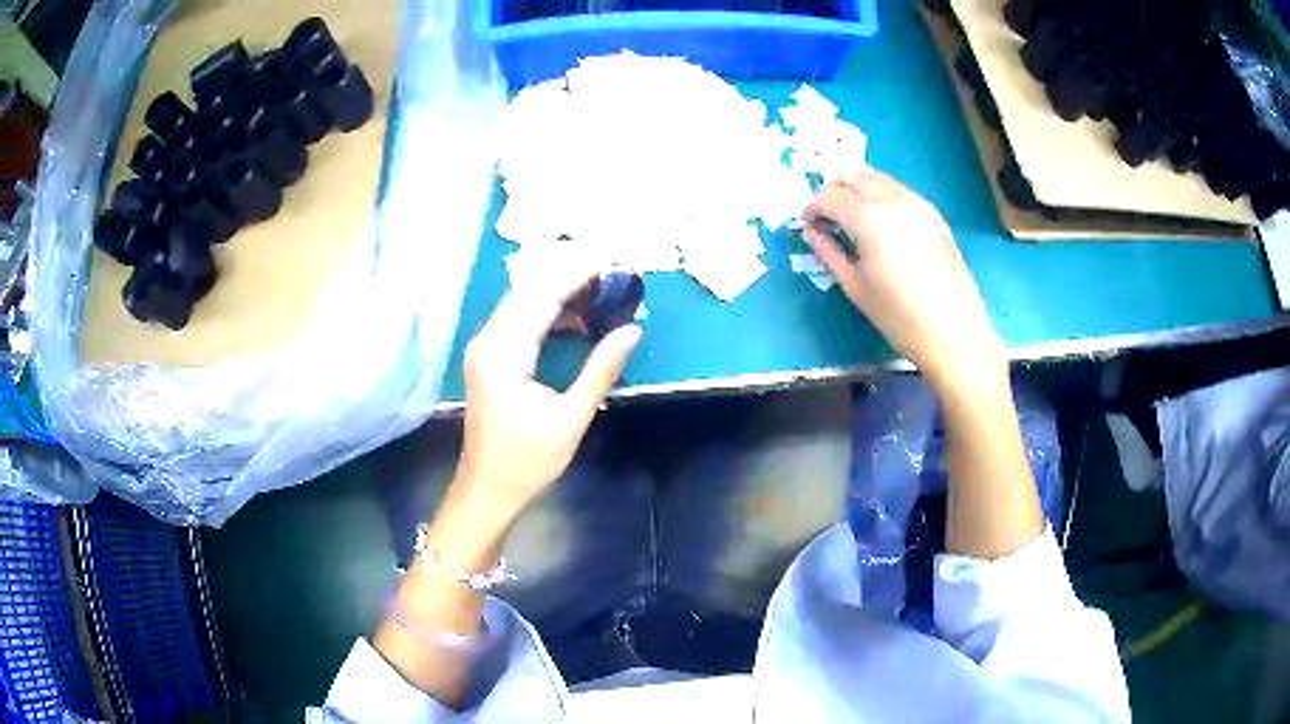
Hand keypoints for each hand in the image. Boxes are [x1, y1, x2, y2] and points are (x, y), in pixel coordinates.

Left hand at [451, 263, 641, 526]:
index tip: (610, 265)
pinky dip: (543, 313)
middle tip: (608, 275)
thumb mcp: (571, 419)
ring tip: (597, 293)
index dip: (576, 277)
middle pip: (527, 292)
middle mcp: (486, 343)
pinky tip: (572, 321)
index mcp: (504, 355)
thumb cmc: (527, 462)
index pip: (541, 298)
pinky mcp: (485, 359)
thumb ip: (601, 370)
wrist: (486, 489)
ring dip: (555, 294)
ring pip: (519, 303)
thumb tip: (633, 330)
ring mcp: (482, 349)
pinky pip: (514, 321)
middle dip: (567, 278)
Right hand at [803, 171, 1006, 393]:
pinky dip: (880, 195)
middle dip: (833, 191)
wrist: (954, 332)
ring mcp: (917, 203)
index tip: (809, 225)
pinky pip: (897, 189)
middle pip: (852, 175)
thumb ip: (829, 252)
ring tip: (852, 220)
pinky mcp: (933, 212)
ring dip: (857, 189)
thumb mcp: (855, 287)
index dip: (812, 207)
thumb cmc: (899, 318)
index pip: (829, 195)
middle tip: (828, 219)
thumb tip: (811, 232)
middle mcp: (892, 200)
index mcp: (869, 220)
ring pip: (876, 177)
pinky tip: (880, 224)